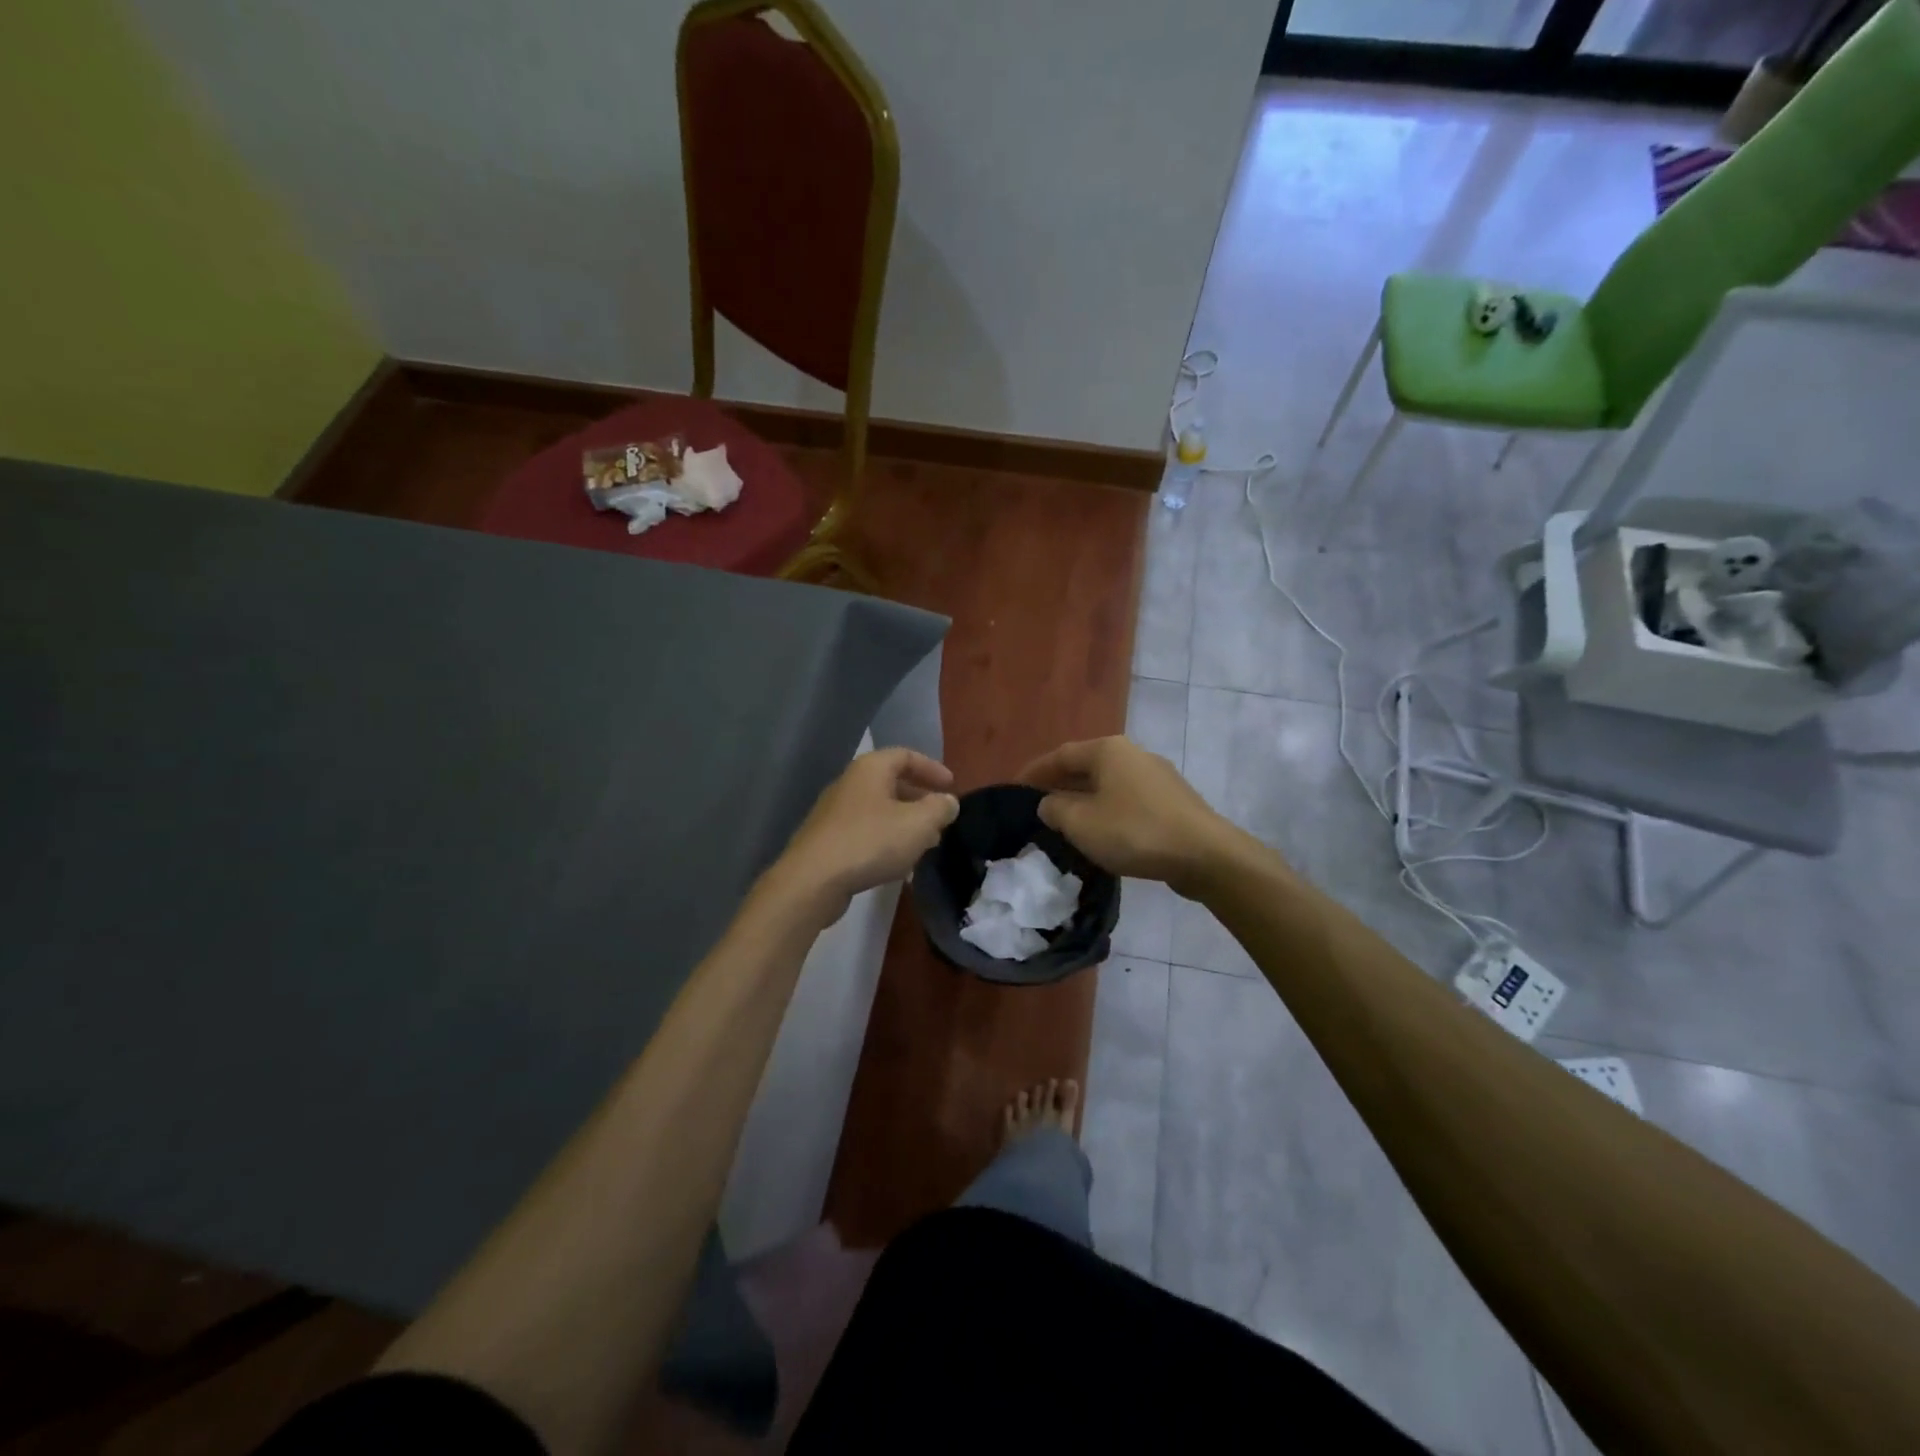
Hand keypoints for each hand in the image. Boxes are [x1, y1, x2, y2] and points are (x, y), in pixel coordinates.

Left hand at [772, 748, 959, 924]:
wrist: (812, 880)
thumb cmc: (871, 842)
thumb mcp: (918, 824)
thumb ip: (940, 808)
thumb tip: (948, 801)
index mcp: (871, 769)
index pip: (906, 756)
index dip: (932, 769)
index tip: (952, 787)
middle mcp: (850, 784)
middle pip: (891, 783)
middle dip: (920, 800)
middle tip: (941, 819)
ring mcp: (835, 813)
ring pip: (879, 811)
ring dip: (905, 824)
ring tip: (926, 844)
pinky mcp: (827, 840)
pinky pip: (865, 833)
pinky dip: (886, 841)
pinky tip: (899, 865)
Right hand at [1021, 737, 1238, 897]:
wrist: (1205, 855)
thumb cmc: (1134, 832)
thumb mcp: (1081, 823)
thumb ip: (1055, 809)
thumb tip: (1048, 803)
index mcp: (1108, 750)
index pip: (1061, 754)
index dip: (1035, 771)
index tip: (1015, 789)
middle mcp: (1133, 754)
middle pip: (1086, 766)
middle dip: (1060, 784)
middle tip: (1037, 804)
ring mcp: (1157, 776)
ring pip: (1109, 783)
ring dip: (1085, 799)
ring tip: (1067, 820)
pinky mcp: (1172, 801)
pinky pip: (1128, 799)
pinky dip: (1108, 810)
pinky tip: (1103, 831)